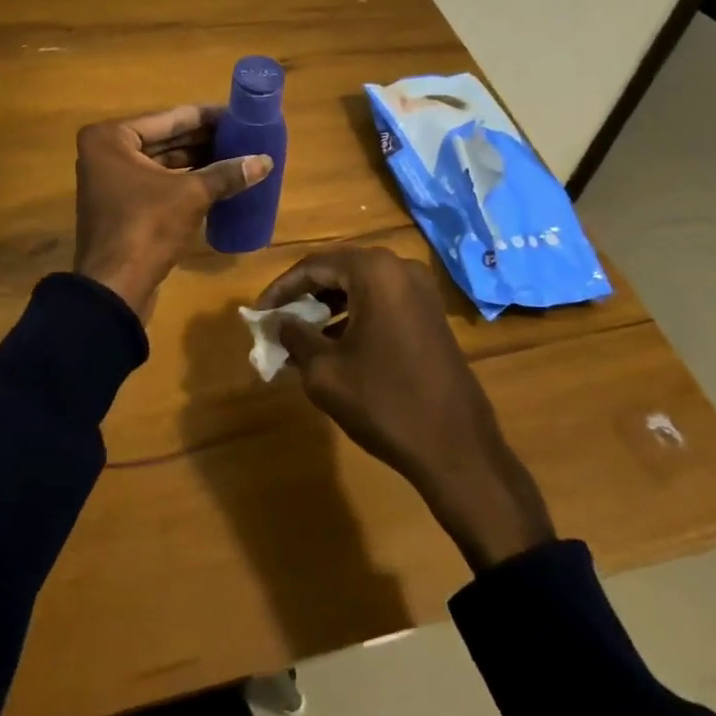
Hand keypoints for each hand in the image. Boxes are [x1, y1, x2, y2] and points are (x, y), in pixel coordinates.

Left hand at [74, 106, 273, 319]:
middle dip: (203, 139)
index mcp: (111, 138)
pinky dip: (183, 180)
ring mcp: (110, 180)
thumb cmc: (147, 227)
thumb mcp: (191, 195)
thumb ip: (227, 174)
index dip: (206, 117)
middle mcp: (105, 152)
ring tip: (235, 155)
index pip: (169, 119)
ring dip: (196, 160)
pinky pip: (157, 182)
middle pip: (164, 139)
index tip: (238, 114)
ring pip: (161, 162)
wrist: (115, 288)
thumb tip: (265, 161)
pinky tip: (216, 179)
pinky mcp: (120, 205)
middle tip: (242, 135)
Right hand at [259, 245, 555, 569]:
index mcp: (374, 271)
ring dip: (328, 306)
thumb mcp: (325, 371)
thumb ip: (295, 337)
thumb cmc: (384, 402)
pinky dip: (354, 315)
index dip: (281, 289)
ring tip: (301, 335)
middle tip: (278, 320)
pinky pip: (382, 302)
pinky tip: (336, 344)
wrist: (457, 449)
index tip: (258, 314)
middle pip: (338, 270)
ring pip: (361, 286)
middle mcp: (400, 268)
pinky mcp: (431, 314)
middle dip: (304, 295)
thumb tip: (278, 322)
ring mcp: (421, 290)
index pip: (313, 266)